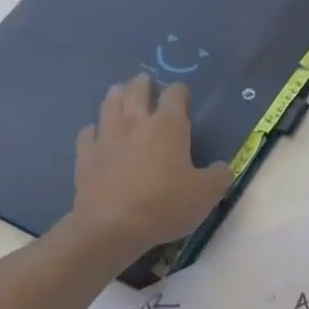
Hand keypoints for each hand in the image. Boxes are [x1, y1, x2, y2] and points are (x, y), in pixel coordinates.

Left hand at [66, 76, 230, 266]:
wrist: (112, 227)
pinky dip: (93, 129)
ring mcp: (107, 138)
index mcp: (168, 127)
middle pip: (136, 92)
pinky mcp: (85, 156)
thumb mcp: (207, 194)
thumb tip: (222, 167)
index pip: (175, 96)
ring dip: (116, 95)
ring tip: (118, 91)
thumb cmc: (165, 205)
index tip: (182, 94)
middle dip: (142, 84)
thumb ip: (219, 176)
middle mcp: (136, 124)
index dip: (180, 92)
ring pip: (109, 105)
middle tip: (144, 81)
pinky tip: (96, 132)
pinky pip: (87, 134)